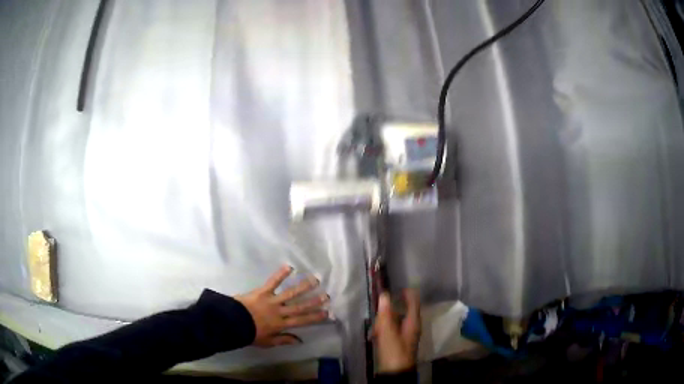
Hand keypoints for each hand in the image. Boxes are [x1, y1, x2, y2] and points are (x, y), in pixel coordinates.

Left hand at [235, 265, 328, 347]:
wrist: (233, 322)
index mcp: (281, 325)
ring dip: (303, 286)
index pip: (301, 320)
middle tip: (326, 296)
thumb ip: (283, 340)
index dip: (315, 317)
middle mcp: (279, 312)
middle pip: (300, 306)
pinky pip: (273, 282)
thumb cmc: (249, 333)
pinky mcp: (262, 291)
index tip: (327, 313)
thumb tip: (300, 340)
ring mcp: (272, 300)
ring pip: (290, 293)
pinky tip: (290, 267)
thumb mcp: (267, 342)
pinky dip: (281, 274)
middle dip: (314, 302)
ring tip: (315, 280)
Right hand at [373, 290, 420, 372]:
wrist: (395, 372)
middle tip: (378, 311)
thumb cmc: (394, 351)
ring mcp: (406, 335)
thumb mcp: (388, 332)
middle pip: (402, 310)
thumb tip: (384, 294)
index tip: (394, 286)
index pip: (414, 300)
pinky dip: (384, 330)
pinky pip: (392, 330)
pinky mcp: (399, 342)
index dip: (406, 292)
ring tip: (374, 327)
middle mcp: (412, 326)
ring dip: (384, 321)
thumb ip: (385, 313)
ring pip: (395, 321)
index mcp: (413, 321)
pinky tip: (374, 335)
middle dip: (389, 310)